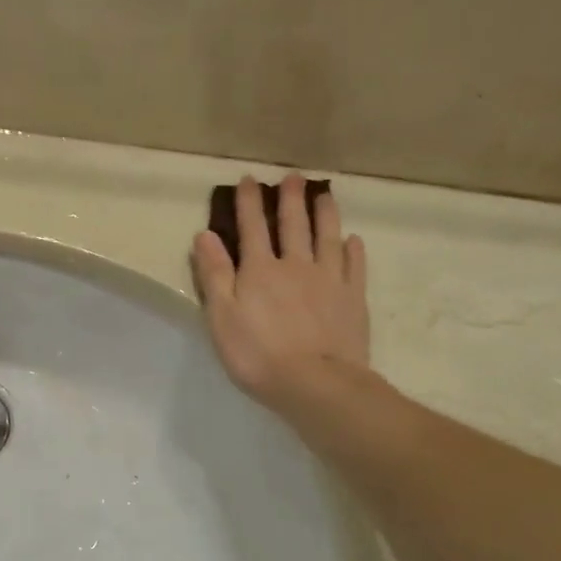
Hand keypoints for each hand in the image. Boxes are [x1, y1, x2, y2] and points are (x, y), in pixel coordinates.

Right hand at [192, 174, 370, 412]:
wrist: (315, 383)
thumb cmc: (258, 355)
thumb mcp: (221, 317)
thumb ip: (214, 274)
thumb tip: (205, 235)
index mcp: (260, 270)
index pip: (251, 228)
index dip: (249, 203)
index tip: (249, 180)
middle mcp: (295, 265)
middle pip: (293, 225)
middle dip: (290, 199)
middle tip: (293, 177)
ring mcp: (329, 280)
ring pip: (327, 237)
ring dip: (324, 214)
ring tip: (325, 194)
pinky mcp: (353, 298)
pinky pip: (355, 267)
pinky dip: (354, 250)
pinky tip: (353, 240)